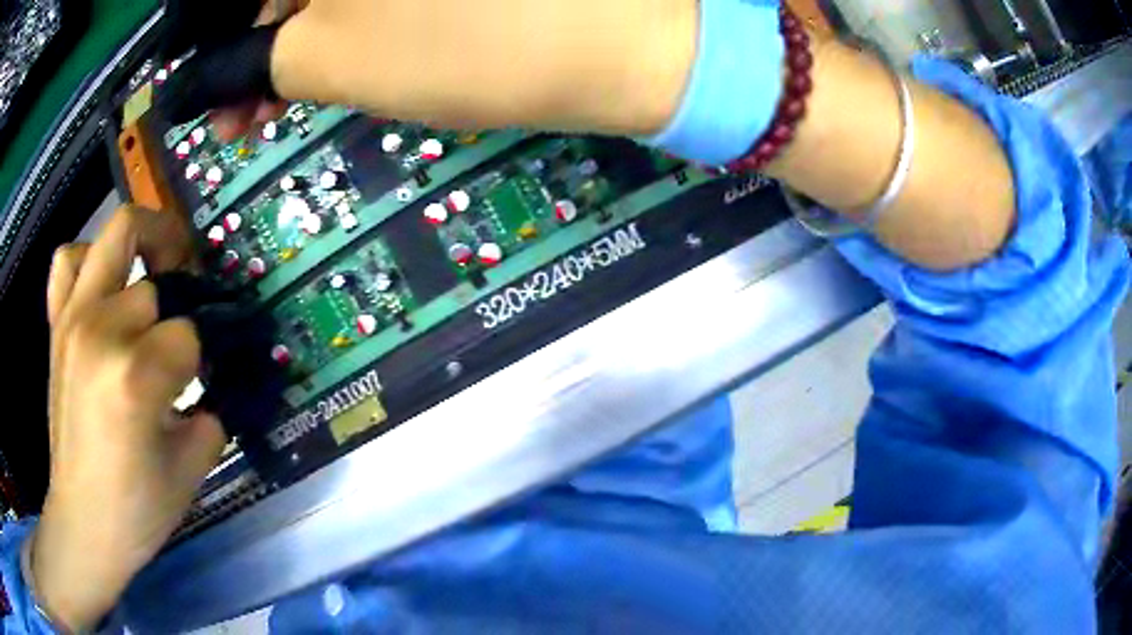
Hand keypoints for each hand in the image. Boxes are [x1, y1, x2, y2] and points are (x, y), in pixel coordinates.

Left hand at [31, 206, 225, 630]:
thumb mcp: (189, 469)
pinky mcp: (57, 325)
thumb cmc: (136, 509)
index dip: (203, 359)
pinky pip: (69, 259)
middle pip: (157, 286)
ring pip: (117, 235)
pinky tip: (102, 286)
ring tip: (152, 274)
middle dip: (179, 308)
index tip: (204, 380)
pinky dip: (89, 258)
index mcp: (135, 378)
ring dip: (143, 248)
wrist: (83, 522)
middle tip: (185, 331)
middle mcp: (101, 332)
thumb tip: (218, 385)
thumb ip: (211, 414)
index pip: (188, 336)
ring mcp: (73, 319)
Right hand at [157, 0, 696, 139]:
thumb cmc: (471, 41)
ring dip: (287, 46)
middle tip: (236, 116)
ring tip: (270, 106)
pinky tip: (326, 67)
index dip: (206, 38)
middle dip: (247, 49)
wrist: (618, 43)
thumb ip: (252, 62)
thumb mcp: (336, 55)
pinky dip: (332, 29)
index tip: (194, 90)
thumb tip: (198, 80)